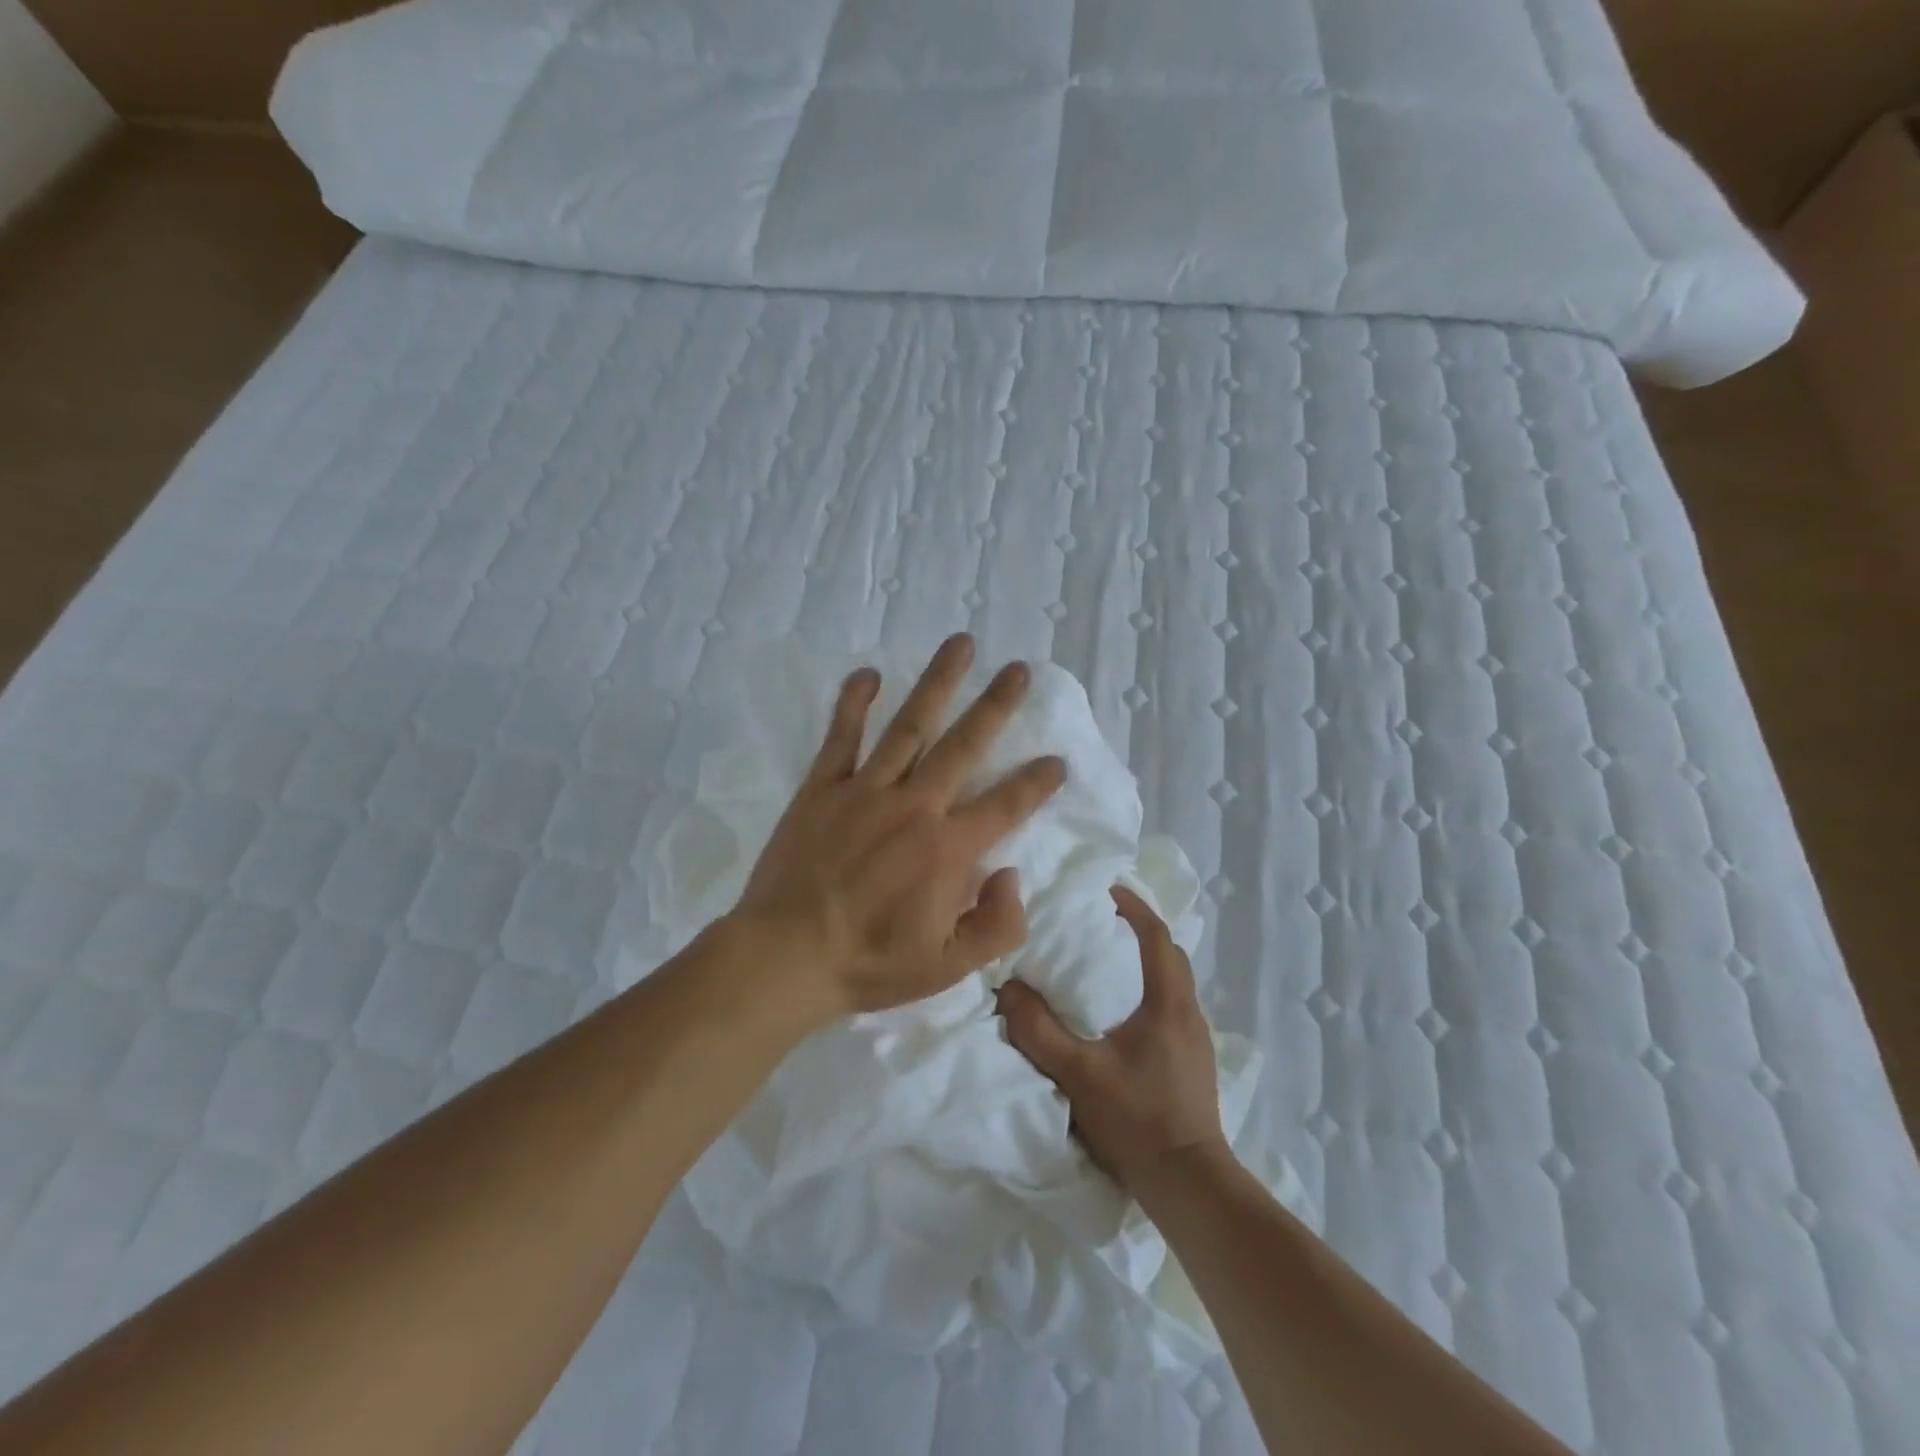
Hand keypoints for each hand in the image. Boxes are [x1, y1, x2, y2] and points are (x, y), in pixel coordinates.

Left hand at [730, 634, 1067, 1018]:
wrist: (786, 956)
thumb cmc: (870, 963)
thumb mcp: (949, 968)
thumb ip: (998, 925)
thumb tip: (1012, 873)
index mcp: (948, 849)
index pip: (1007, 804)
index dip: (1037, 782)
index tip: (1057, 760)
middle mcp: (915, 806)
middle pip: (964, 744)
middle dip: (996, 705)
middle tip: (1019, 669)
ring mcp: (866, 790)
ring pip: (910, 725)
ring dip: (938, 682)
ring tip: (961, 644)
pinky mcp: (823, 788)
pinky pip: (841, 736)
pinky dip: (854, 702)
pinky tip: (869, 673)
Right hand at [997, 886, 1229, 1201]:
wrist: (1190, 1185)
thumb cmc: (1137, 1120)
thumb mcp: (1078, 1073)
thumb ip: (1040, 1030)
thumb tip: (1008, 990)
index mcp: (1168, 1004)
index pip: (1156, 936)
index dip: (1134, 907)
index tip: (1106, 890)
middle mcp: (1189, 1013)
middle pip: (1170, 955)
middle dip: (1140, 930)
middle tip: (1103, 921)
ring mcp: (1197, 1040)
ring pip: (1174, 983)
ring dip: (1146, 963)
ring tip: (1108, 962)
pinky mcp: (1194, 1063)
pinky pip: (1172, 1008)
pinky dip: (1149, 992)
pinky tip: (1123, 1013)